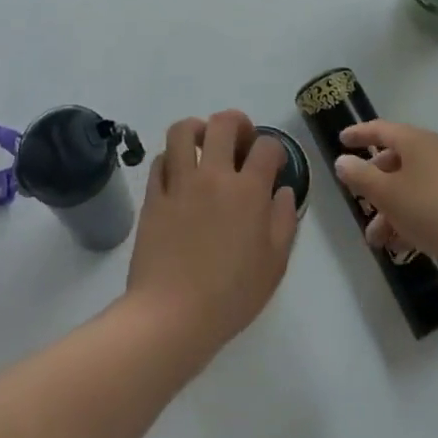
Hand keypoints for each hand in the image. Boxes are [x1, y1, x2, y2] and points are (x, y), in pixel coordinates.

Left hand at [125, 110, 299, 370]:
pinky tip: (179, 173)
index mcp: (248, 191)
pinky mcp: (153, 196)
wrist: (172, 315)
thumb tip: (282, 191)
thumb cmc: (230, 295)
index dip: (274, 149)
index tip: (273, 163)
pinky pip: (160, 160)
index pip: (266, 147)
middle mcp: (213, 176)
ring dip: (197, 129)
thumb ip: (284, 221)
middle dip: (237, 122)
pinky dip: (172, 158)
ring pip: (183, 130)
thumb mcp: (274, 265)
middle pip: (223, 123)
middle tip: (240, 140)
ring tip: (204, 145)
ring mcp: (179, 183)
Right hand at [334, 121, 437, 284]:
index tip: (341, 140)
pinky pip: (424, 204)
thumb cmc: (433, 209)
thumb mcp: (389, 194)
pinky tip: (400, 246)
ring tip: (376, 240)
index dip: (359, 134)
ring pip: (408, 187)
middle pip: (393, 161)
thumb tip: (343, 161)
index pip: (380, 129)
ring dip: (388, 210)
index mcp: (415, 141)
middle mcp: (431, 153)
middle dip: (372, 185)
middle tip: (358, 202)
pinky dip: (408, 219)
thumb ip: (361, 176)